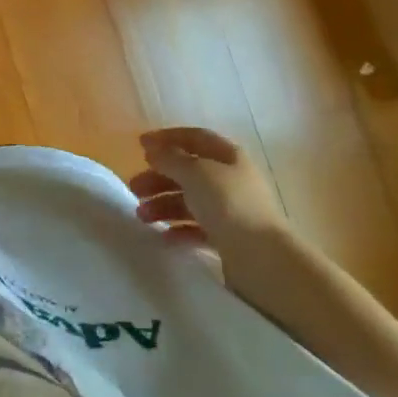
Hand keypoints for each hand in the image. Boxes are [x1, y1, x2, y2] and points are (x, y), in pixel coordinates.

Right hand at [128, 127, 286, 245]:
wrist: (263, 258)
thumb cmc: (228, 204)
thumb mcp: (195, 172)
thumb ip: (170, 158)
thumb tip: (153, 150)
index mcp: (228, 156)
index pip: (195, 138)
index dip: (167, 138)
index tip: (140, 145)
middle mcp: (231, 180)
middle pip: (188, 171)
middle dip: (159, 177)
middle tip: (134, 188)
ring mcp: (231, 210)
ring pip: (190, 201)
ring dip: (163, 205)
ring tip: (142, 217)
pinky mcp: (228, 238)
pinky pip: (197, 228)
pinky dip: (178, 229)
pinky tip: (163, 236)